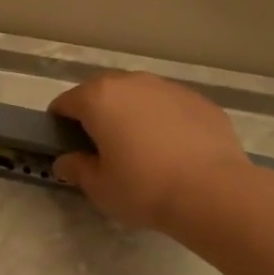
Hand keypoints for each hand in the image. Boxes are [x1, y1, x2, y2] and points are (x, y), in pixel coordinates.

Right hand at [49, 71, 249, 230]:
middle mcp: (132, 82)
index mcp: (99, 99)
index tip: (67, 145)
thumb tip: (65, 162)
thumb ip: (77, 169)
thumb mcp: (99, 187)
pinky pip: (169, 106)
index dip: (60, 123)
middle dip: (97, 113)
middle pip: (102, 91)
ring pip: (139, 95)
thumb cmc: (144, 188)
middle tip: (102, 147)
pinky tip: (172, 149)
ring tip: (140, 147)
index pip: (66, 102)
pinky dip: (163, 120)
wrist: (212, 191)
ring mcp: (169, 88)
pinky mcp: (199, 100)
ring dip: (132, 113)